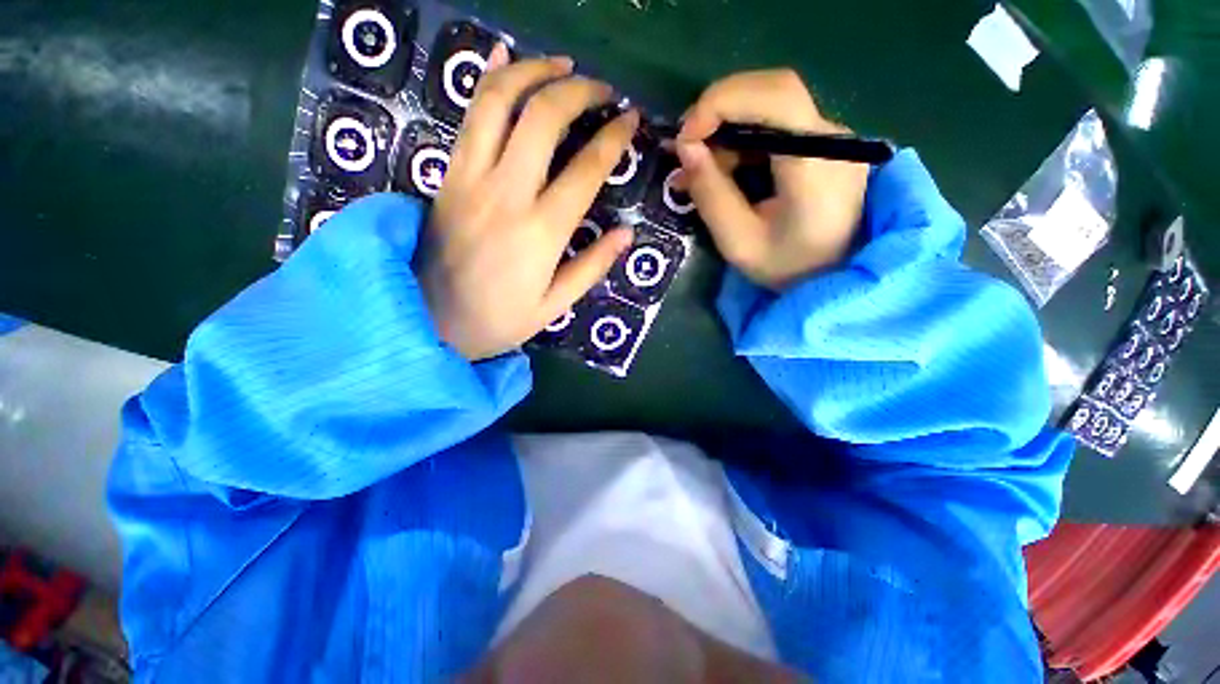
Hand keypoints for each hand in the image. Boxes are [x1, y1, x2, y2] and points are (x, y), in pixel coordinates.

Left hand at [422, 45, 637, 360]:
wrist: (427, 321)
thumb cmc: (498, 320)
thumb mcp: (554, 306)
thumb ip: (591, 267)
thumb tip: (626, 233)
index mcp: (542, 232)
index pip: (586, 169)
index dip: (613, 137)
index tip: (631, 120)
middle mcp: (506, 194)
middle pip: (543, 117)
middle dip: (579, 91)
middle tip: (603, 91)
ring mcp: (470, 178)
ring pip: (498, 101)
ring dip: (534, 72)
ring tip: (561, 66)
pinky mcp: (447, 175)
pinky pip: (467, 115)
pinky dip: (489, 79)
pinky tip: (505, 57)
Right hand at [675, 69, 868, 289]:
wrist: (835, 279)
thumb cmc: (787, 269)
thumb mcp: (738, 242)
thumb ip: (711, 195)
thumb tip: (685, 149)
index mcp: (817, 164)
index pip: (777, 97)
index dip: (723, 102)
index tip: (685, 138)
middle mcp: (833, 138)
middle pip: (773, 91)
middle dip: (720, 111)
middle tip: (687, 148)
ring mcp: (833, 138)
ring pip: (773, 104)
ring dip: (728, 127)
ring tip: (701, 167)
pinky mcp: (825, 145)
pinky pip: (779, 124)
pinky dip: (743, 138)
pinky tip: (725, 167)